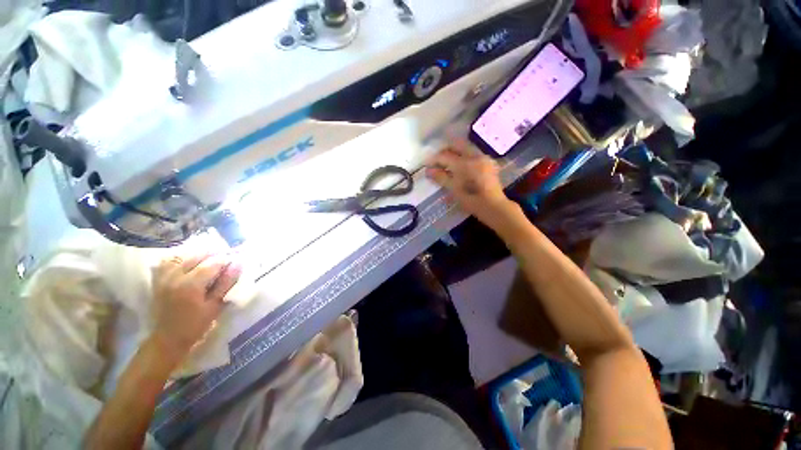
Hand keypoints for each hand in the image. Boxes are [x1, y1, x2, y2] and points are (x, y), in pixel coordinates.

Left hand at [150, 252, 241, 361]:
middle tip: (226, 258)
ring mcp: (164, 277)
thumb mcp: (215, 306)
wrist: (167, 339)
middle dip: (214, 254)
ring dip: (198, 254)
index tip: (237, 260)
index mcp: (190, 285)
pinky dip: (180, 257)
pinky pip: (168, 261)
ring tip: (210, 258)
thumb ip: (226, 283)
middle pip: (197, 255)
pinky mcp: (158, 280)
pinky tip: (189, 260)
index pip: (213, 263)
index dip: (227, 259)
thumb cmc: (195, 325)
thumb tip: (238, 264)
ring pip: (183, 255)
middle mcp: (175, 276)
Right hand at [426, 139, 515, 229]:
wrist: (493, 206)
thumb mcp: (453, 189)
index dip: (434, 159)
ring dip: (455, 151)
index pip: (445, 156)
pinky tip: (460, 165)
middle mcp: (474, 155)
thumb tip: (428, 171)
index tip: (427, 164)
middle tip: (437, 158)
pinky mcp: (488, 162)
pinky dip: (464, 156)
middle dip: (445, 149)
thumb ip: (441, 177)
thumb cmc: (471, 199)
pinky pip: (473, 153)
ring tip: (447, 162)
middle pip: (456, 144)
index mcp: (464, 163)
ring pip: (466, 147)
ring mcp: (483, 158)